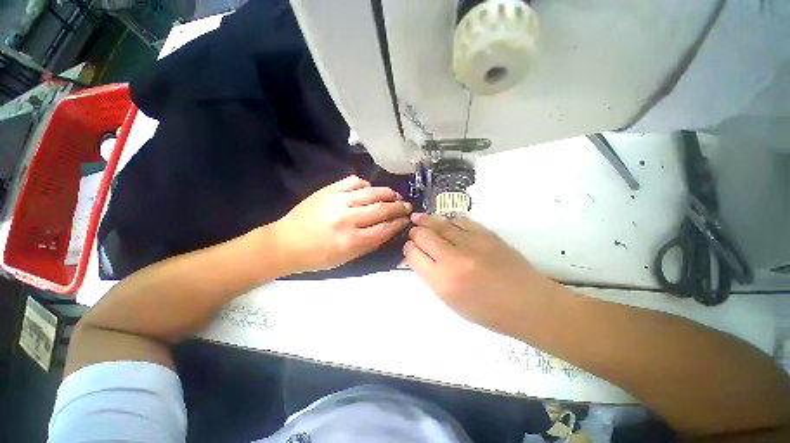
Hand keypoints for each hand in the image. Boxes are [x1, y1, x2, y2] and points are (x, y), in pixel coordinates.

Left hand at [271, 175, 411, 273]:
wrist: (285, 243)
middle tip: (407, 206)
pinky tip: (370, 189)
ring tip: (395, 195)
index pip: (385, 229)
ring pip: (371, 192)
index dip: (399, 223)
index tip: (407, 219)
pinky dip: (365, 184)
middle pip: (382, 209)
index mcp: (352, 241)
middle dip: (398, 207)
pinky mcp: (328, 190)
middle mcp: (347, 219)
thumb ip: (369, 245)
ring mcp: (337, 201)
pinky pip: (353, 182)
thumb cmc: (317, 257)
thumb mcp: (346, 259)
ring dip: (387, 193)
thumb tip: (388, 231)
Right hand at [403, 213, 556, 334]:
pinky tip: (446, 223)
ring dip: (428, 222)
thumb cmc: (487, 310)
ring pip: (440, 224)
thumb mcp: (451, 301)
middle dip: (415, 232)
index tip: (410, 248)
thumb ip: (431, 276)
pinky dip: (449, 221)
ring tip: (421, 219)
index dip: (408, 249)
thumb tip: (419, 256)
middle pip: (423, 235)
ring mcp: (471, 243)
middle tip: (414, 231)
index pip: (413, 255)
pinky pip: (459, 220)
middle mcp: (453, 259)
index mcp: (442, 282)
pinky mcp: (486, 234)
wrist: (528, 303)